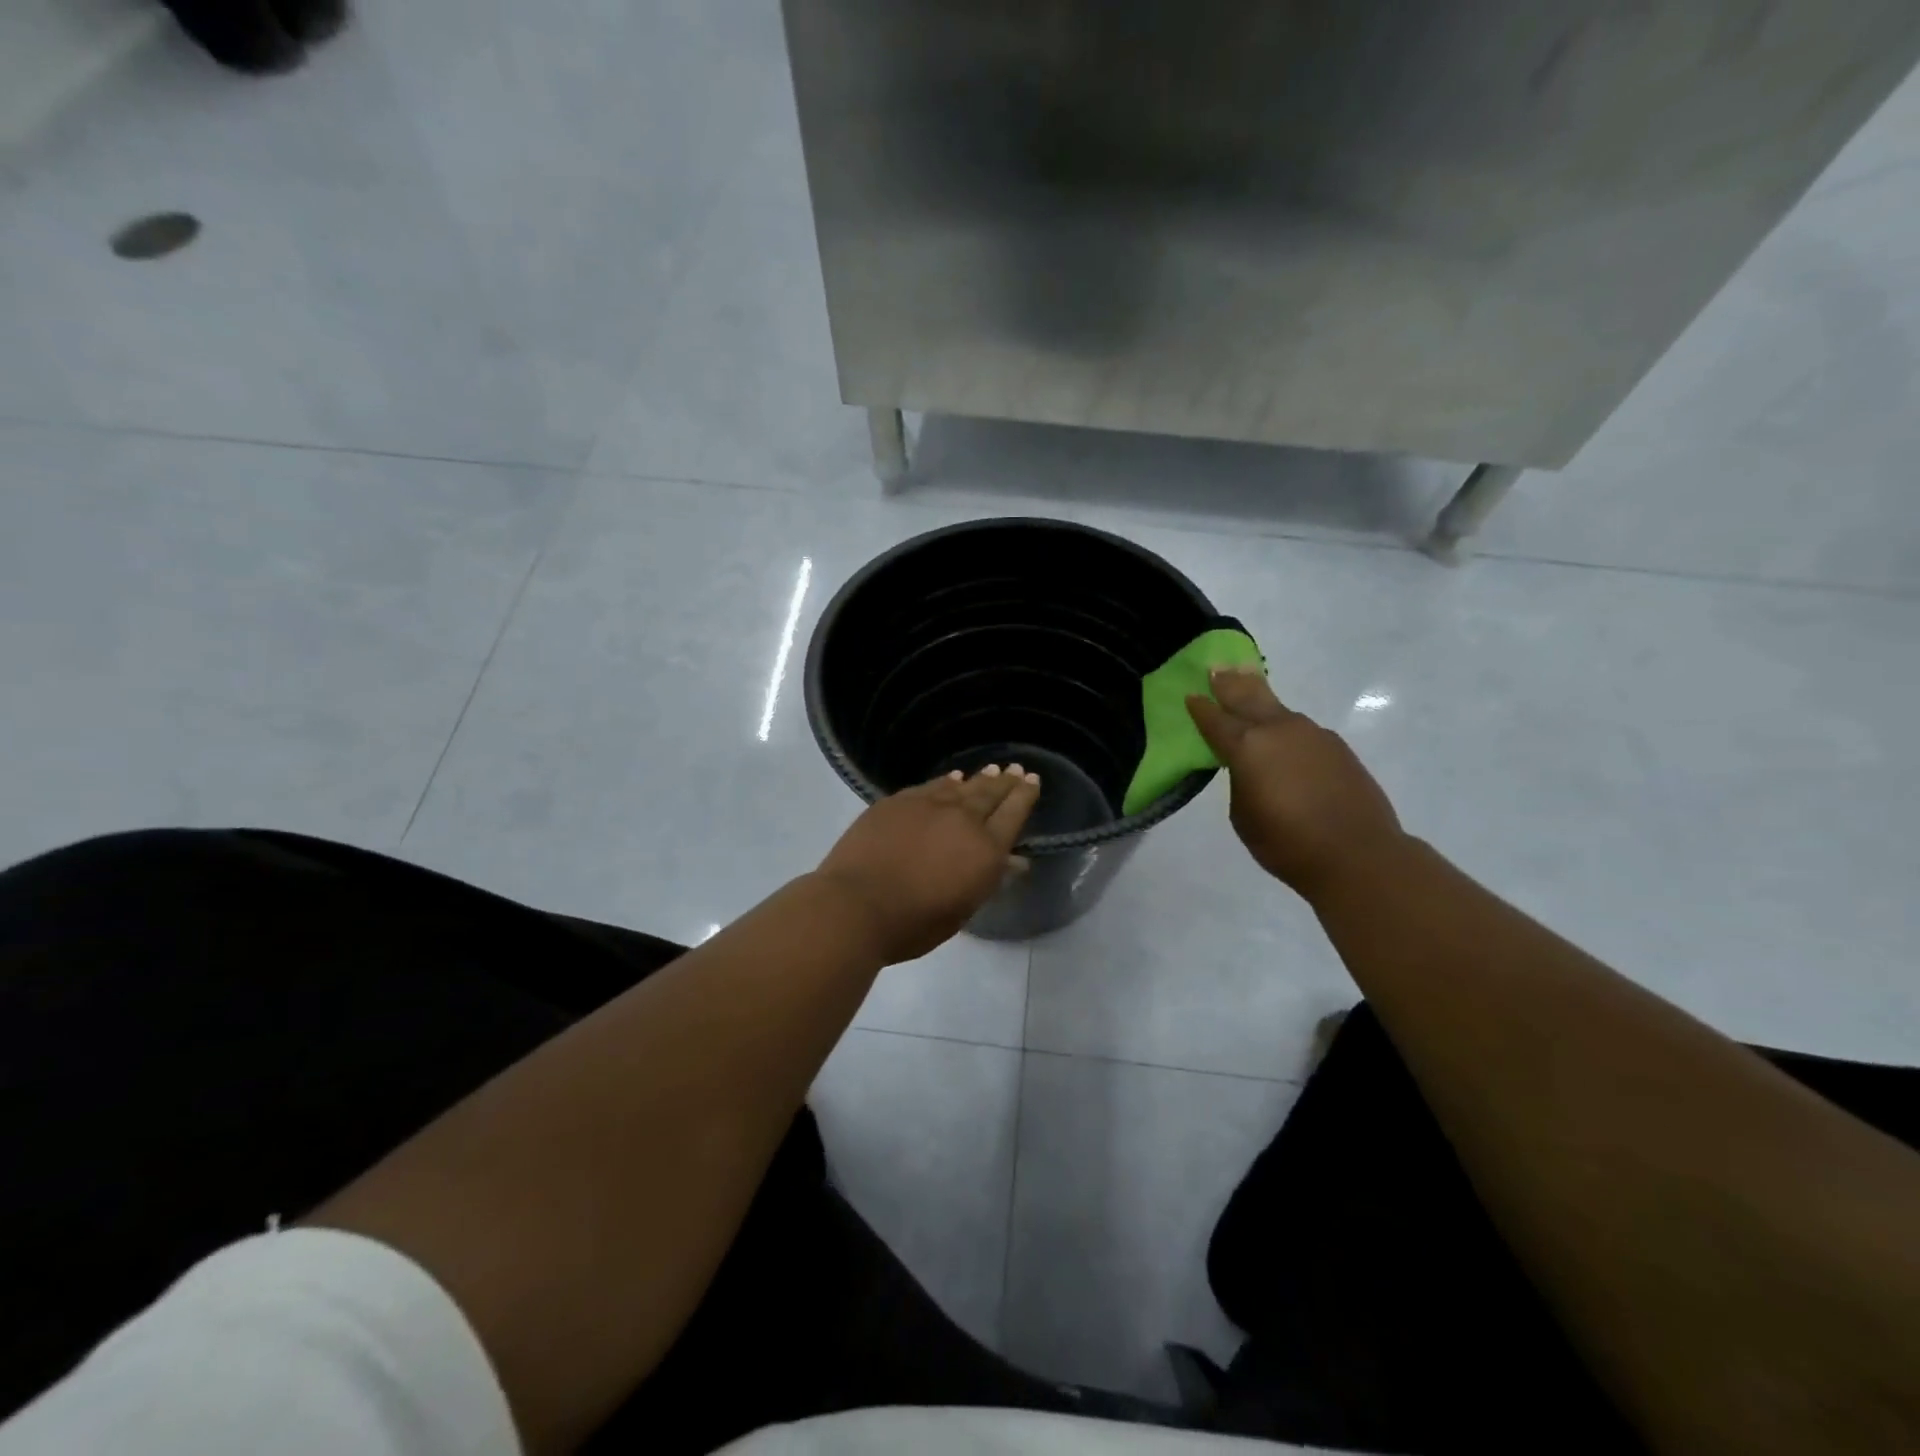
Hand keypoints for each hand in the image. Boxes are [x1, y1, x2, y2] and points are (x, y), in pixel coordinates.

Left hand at [814, 765, 1041, 963]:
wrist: (856, 905)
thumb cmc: (914, 923)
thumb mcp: (962, 909)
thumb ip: (989, 879)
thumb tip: (1015, 861)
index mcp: (985, 850)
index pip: (1013, 814)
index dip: (1025, 796)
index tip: (1032, 781)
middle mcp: (963, 819)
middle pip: (990, 793)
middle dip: (1006, 782)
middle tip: (1016, 770)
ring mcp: (928, 805)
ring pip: (961, 786)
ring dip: (979, 779)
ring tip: (991, 771)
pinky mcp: (898, 801)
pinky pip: (931, 786)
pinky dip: (946, 782)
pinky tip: (951, 779)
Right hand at [1187, 666, 1406, 901]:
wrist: (1358, 853)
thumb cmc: (1287, 842)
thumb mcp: (1243, 815)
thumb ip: (1242, 781)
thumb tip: (1252, 767)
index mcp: (1247, 746)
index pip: (1215, 720)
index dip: (1201, 708)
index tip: (1191, 694)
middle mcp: (1278, 730)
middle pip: (1248, 697)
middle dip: (1230, 682)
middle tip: (1217, 667)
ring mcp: (1312, 734)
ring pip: (1277, 710)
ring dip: (1260, 699)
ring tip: (1248, 687)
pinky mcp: (1336, 747)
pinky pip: (1301, 730)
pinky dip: (1285, 727)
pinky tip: (1283, 737)